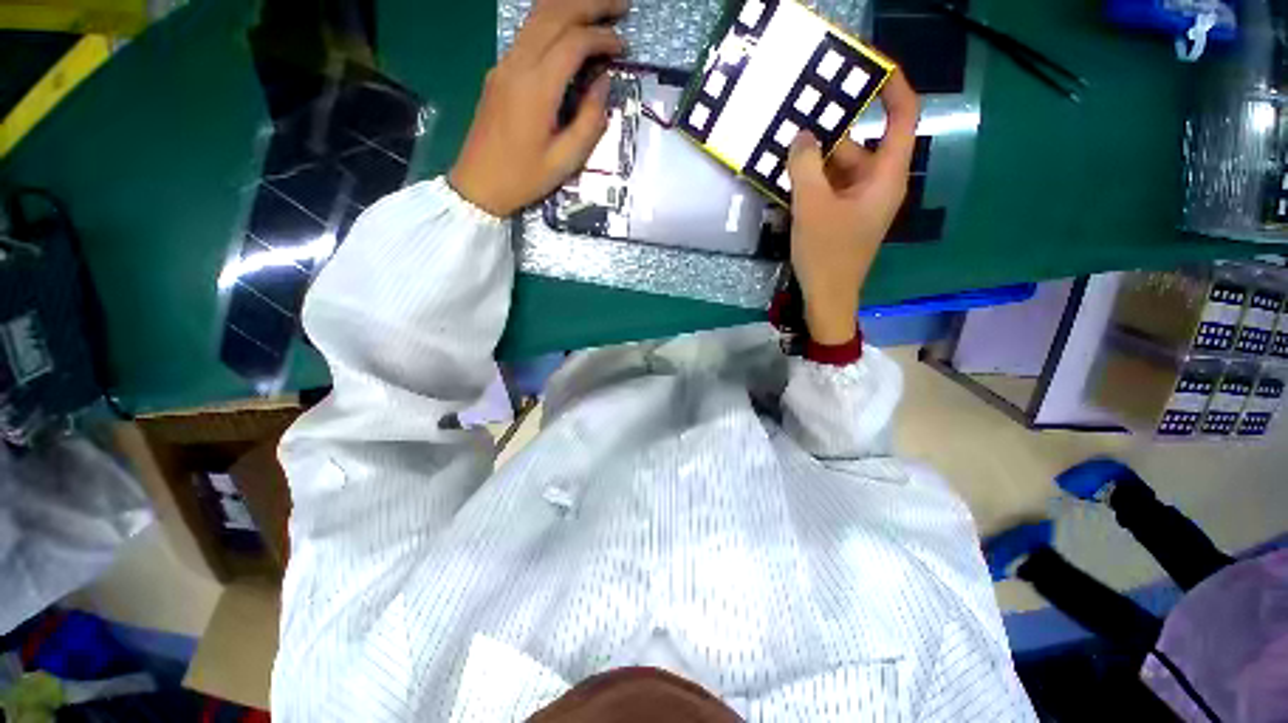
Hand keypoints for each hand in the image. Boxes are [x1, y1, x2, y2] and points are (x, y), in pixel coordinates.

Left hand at [450, 0, 626, 216]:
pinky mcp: (499, 71)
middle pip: (554, 12)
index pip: (573, 42)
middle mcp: (517, 65)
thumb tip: (604, 83)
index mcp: (536, 89)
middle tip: (621, 5)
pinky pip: (528, 32)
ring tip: (600, 10)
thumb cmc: (524, 179)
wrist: (478, 184)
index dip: (602, 37)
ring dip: (571, 5)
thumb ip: (590, 121)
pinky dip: (554, 21)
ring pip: (537, 15)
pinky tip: (571, 29)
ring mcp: (504, 64)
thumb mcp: (566, 161)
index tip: (624, 45)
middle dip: (590, 3)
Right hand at [786, 72, 919, 344]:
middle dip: (832, 132)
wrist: (826, 298)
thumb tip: (803, 136)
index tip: (869, 68)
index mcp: (886, 177)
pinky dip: (812, 180)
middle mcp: (878, 184)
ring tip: (785, 147)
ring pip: (840, 167)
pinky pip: (830, 187)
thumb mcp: (812, 207)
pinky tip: (787, 177)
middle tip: (799, 117)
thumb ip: (806, 166)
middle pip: (860, 144)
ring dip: (815, 160)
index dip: (893, 88)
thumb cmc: (827, 254)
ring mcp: (859, 202)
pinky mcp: (843, 216)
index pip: (903, 118)